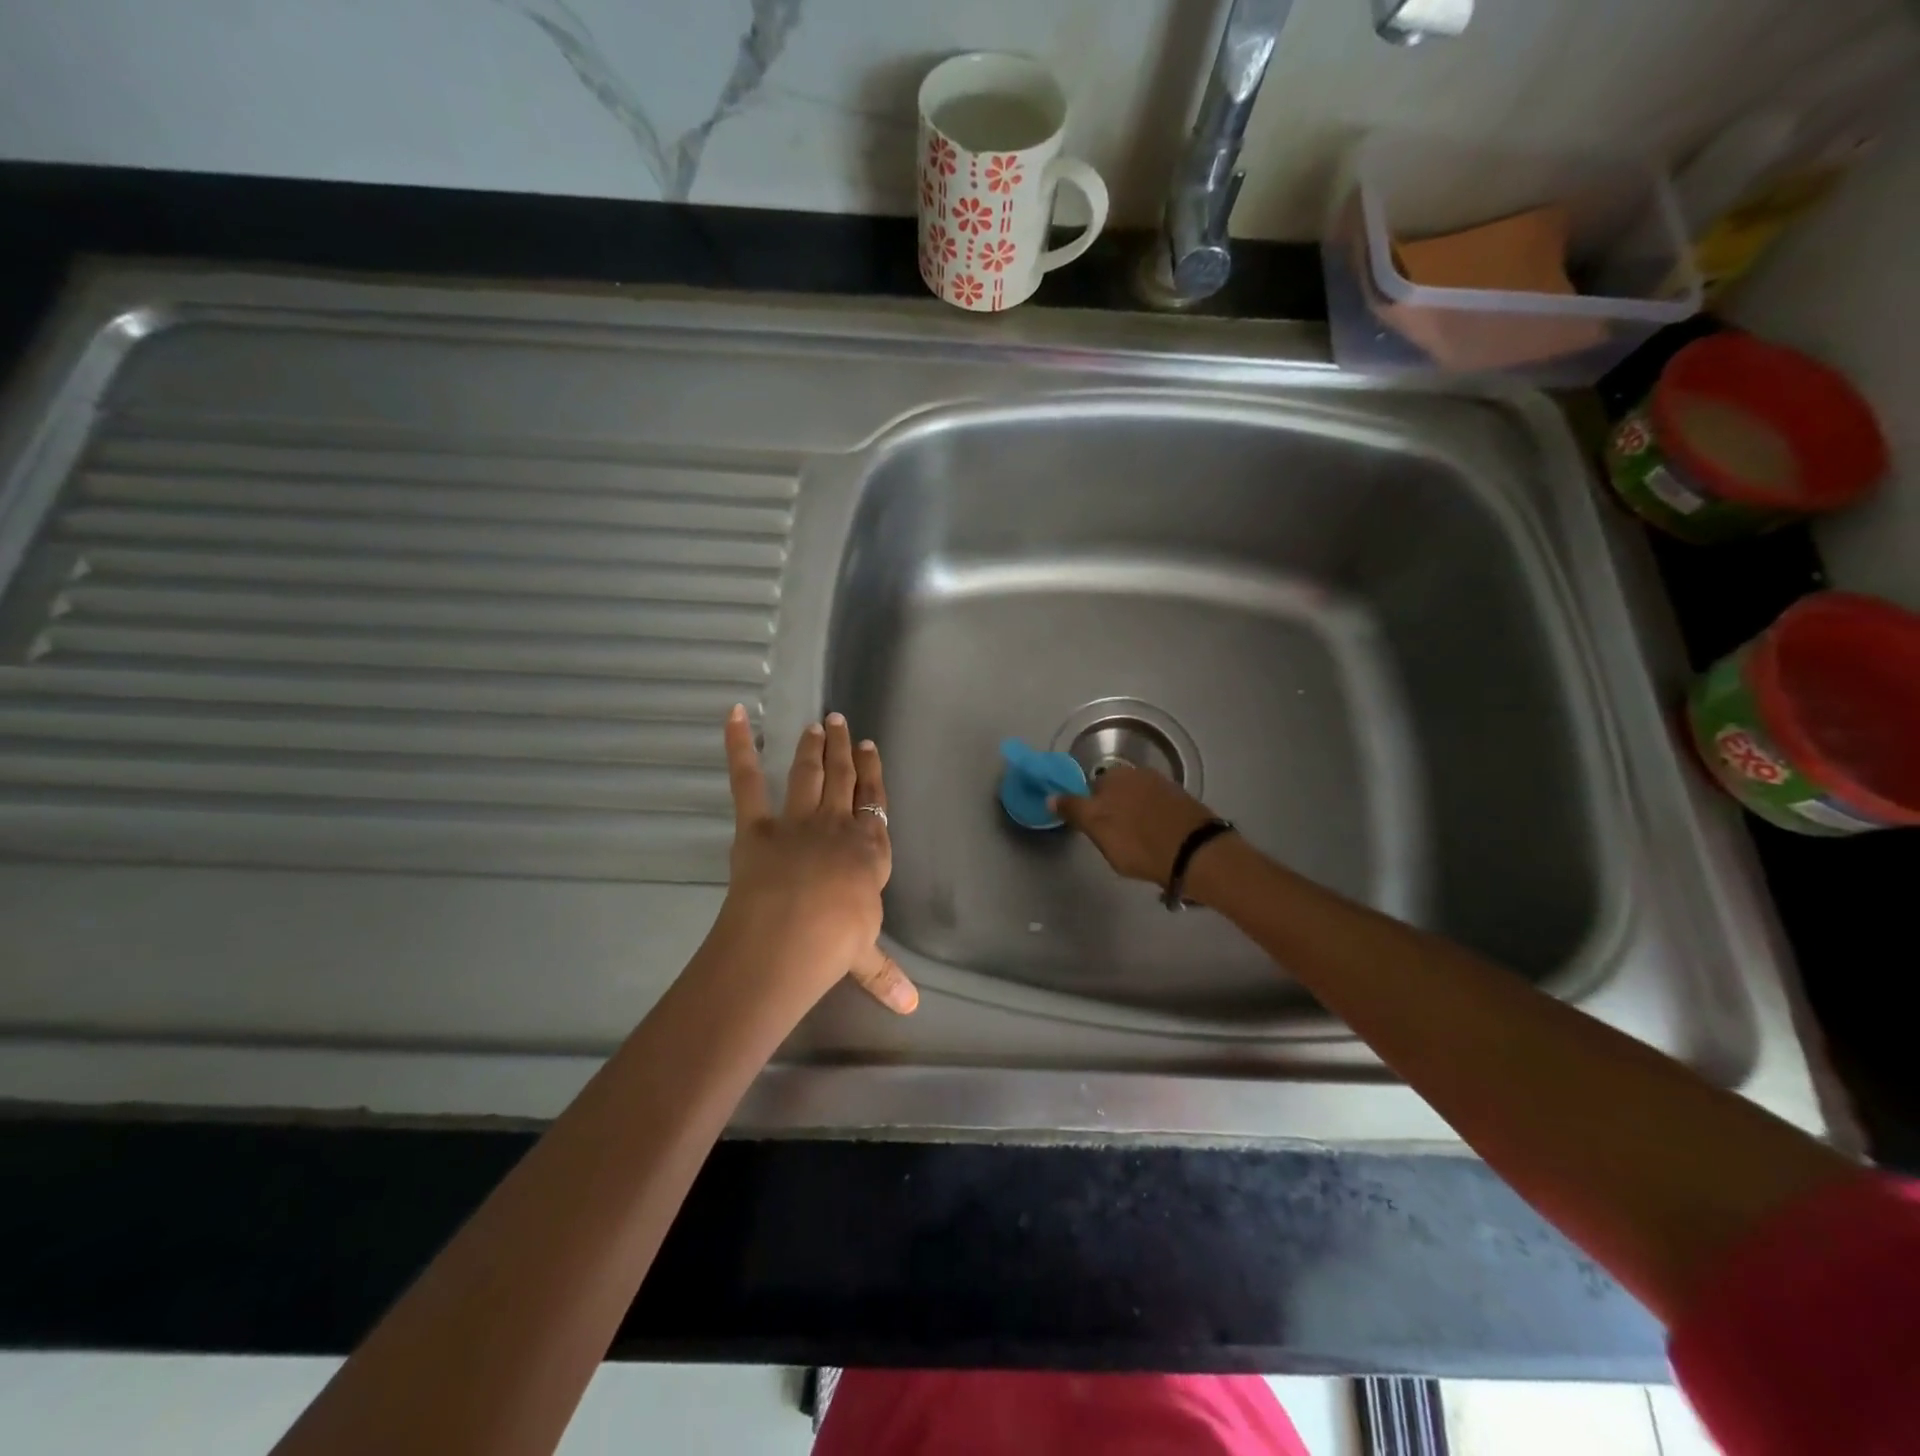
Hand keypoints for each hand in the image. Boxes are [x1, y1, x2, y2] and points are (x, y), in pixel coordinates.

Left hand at [719, 705, 917, 1014]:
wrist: (791, 936)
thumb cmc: (836, 944)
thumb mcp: (865, 957)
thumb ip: (885, 975)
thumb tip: (911, 1008)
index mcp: (869, 851)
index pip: (875, 804)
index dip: (873, 774)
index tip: (871, 748)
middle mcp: (838, 827)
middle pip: (844, 779)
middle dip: (844, 749)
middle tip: (840, 721)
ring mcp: (798, 822)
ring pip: (809, 774)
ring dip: (812, 747)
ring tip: (814, 725)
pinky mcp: (757, 825)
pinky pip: (747, 781)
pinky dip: (738, 746)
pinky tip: (734, 715)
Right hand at [1051, 764, 1221, 887]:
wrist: (1196, 852)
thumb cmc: (1138, 844)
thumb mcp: (1098, 831)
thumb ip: (1074, 811)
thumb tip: (1050, 797)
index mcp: (1113, 777)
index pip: (1090, 791)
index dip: (1090, 812)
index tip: (1095, 832)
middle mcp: (1137, 774)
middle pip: (1115, 793)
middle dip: (1113, 810)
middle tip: (1116, 839)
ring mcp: (1162, 786)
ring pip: (1137, 800)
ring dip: (1134, 814)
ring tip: (1139, 840)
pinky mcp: (1182, 800)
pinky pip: (1157, 808)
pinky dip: (1153, 819)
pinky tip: (1157, 836)